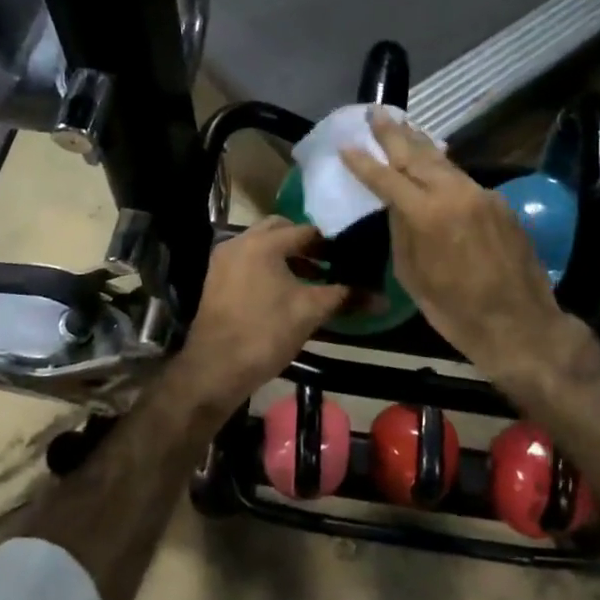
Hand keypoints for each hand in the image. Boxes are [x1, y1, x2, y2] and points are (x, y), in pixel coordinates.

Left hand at [169, 217, 348, 409]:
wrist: (215, 368)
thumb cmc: (266, 332)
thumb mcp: (310, 312)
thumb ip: (346, 297)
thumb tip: (384, 299)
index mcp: (263, 243)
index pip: (305, 231)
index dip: (329, 244)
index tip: (348, 257)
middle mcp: (240, 242)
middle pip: (280, 231)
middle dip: (305, 244)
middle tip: (328, 263)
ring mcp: (223, 260)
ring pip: (261, 246)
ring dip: (286, 256)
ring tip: (311, 280)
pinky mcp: (215, 280)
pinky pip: (247, 261)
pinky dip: (267, 267)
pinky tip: (283, 292)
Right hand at [340, 111, 571, 383]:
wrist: (520, 324)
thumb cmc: (456, 311)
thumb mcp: (413, 276)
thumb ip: (401, 233)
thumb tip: (397, 207)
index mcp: (426, 214)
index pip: (387, 179)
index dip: (364, 162)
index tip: (347, 146)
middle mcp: (454, 193)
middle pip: (417, 156)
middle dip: (394, 134)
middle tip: (377, 113)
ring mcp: (481, 194)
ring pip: (444, 162)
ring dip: (420, 145)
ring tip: (403, 127)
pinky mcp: (499, 203)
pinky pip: (464, 179)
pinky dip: (444, 168)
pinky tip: (436, 163)